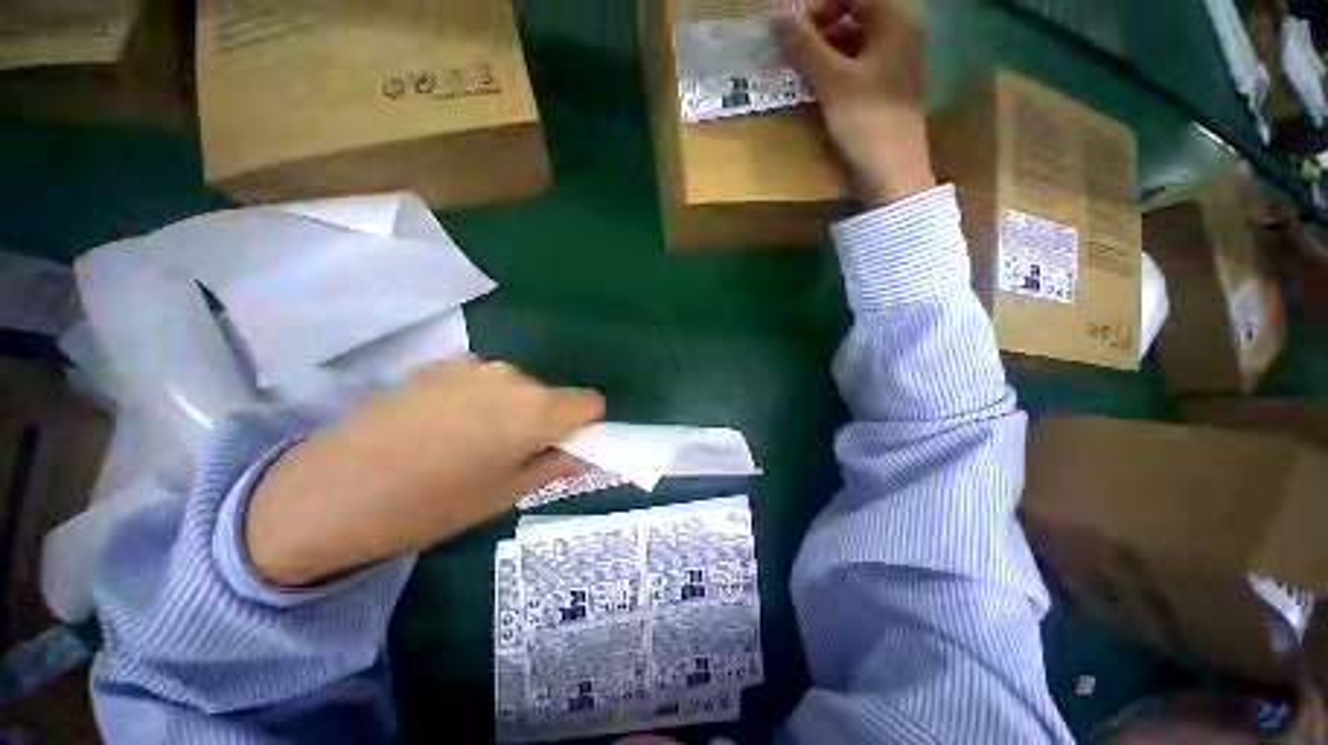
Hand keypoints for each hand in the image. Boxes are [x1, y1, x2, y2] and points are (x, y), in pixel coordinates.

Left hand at [245, 357, 603, 585]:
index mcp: (536, 409)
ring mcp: (474, 365)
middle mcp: (513, 377)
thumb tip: (581, 457)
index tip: (564, 446)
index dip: (586, 425)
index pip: (590, 402)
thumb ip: (553, 467)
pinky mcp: (441, 364)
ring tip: (471, 441)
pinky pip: (482, 380)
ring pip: (517, 386)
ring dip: (511, 408)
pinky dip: (479, 398)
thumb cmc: (431, 505)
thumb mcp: (504, 495)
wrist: (330, 491)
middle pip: (552, 394)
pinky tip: (441, 425)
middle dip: (545, 420)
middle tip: (512, 453)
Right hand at [775, 0, 934, 205]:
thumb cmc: (867, 122)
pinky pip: (857, 60)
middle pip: (854, 10)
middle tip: (791, 47)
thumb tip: (776, 16)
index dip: (816, 6)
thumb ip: (805, 47)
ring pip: (854, 37)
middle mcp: (900, 30)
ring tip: (798, 67)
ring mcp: (895, 58)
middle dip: (819, 25)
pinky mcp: (886, 84)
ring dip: (824, 46)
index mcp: (895, 18)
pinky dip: (834, 65)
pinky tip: (816, 82)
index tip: (788, 27)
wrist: (892, 172)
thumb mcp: (832, 82)